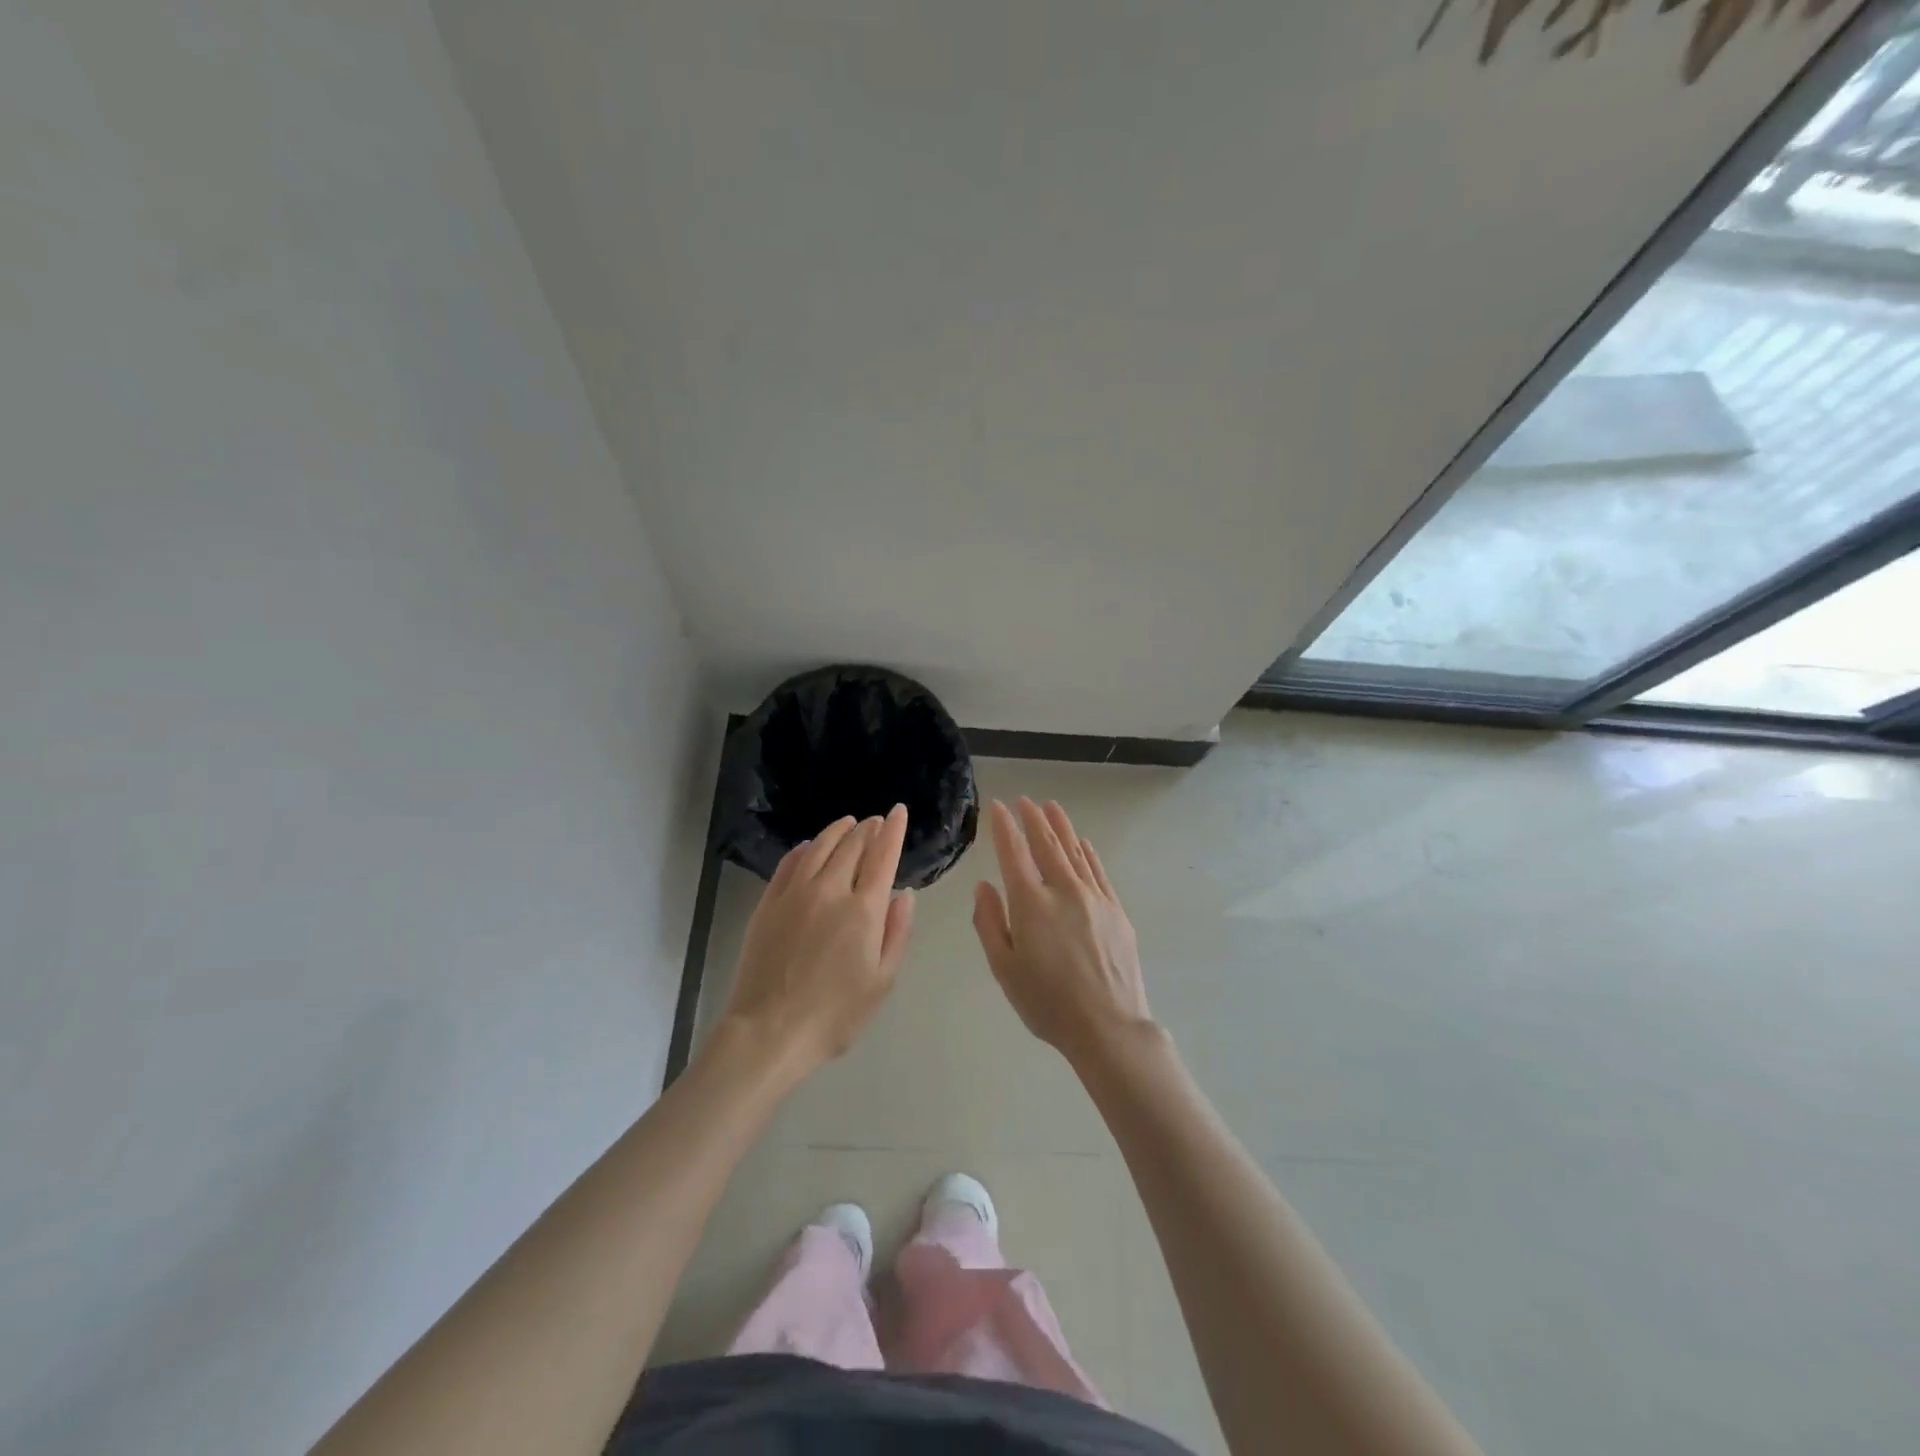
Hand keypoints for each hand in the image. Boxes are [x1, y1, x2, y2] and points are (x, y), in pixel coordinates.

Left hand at [722, 805, 916, 1075]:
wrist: (770, 1030)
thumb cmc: (835, 1014)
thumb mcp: (882, 981)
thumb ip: (897, 932)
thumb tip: (903, 893)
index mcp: (863, 910)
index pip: (882, 856)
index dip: (893, 830)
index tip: (899, 811)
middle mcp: (830, 890)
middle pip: (852, 845)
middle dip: (868, 828)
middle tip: (876, 821)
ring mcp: (794, 894)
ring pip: (819, 848)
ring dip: (837, 831)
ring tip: (848, 823)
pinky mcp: (768, 904)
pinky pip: (789, 864)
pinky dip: (804, 849)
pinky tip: (809, 847)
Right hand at [972, 798, 1154, 1065]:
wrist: (1108, 1026)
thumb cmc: (1047, 1003)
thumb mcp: (1004, 968)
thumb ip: (990, 923)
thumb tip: (984, 886)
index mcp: (1031, 904)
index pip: (1013, 853)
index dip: (1004, 827)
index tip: (998, 807)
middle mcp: (1063, 890)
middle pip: (1046, 844)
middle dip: (1033, 819)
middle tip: (1024, 800)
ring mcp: (1094, 897)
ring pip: (1074, 851)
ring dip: (1061, 827)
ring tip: (1051, 807)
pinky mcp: (1115, 910)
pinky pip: (1098, 870)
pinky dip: (1087, 852)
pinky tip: (1082, 842)